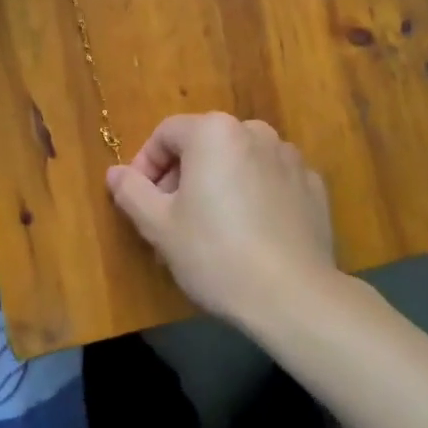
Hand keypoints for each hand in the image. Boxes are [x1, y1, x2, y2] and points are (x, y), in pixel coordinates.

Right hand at [106, 113, 337, 324]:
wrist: (294, 297)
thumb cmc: (216, 254)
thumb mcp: (159, 226)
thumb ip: (132, 192)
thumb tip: (115, 173)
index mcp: (213, 132)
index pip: (166, 134)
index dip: (146, 165)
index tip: (140, 201)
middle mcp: (254, 131)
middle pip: (204, 145)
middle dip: (182, 177)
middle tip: (171, 221)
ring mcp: (289, 157)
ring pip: (238, 162)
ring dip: (218, 185)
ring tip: (211, 231)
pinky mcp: (312, 185)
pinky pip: (270, 181)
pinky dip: (254, 196)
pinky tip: (251, 235)